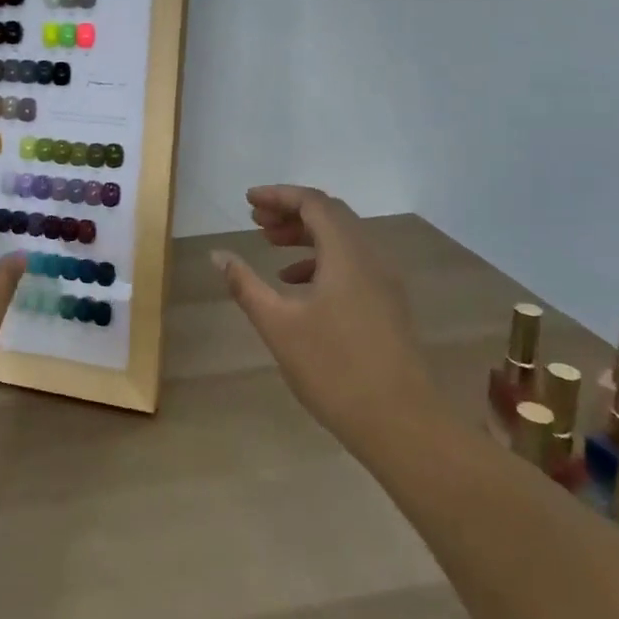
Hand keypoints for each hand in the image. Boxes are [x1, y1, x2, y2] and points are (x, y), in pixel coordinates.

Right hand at [212, 185, 425, 439]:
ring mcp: (384, 283)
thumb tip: (218, 254)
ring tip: (270, 246)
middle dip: (291, 212)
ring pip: (343, 241)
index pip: (314, 203)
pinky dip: (321, 261)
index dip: (279, 195)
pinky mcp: (386, 305)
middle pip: (331, 216)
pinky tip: (296, 284)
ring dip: (306, 236)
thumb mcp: (278, 325)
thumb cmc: (334, 368)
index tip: (247, 201)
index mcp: (347, 254)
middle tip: (255, 221)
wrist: (401, 422)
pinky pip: (351, 264)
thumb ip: (245, 284)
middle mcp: (371, 258)